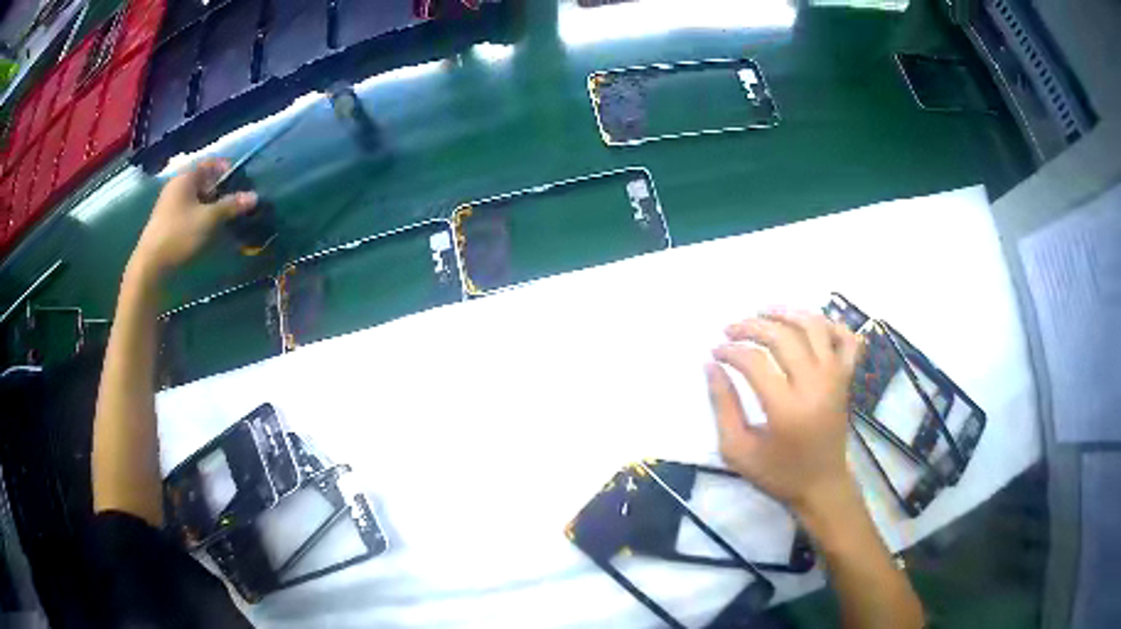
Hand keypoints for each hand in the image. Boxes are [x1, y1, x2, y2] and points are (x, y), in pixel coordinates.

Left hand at [130, 159, 256, 277]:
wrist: (151, 264)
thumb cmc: (179, 234)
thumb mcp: (209, 219)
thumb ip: (231, 206)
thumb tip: (254, 196)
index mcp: (186, 177)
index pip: (210, 163)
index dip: (227, 169)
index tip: (242, 180)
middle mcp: (177, 186)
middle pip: (203, 180)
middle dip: (220, 189)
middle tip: (236, 200)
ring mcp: (170, 204)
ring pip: (196, 197)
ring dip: (211, 204)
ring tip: (225, 216)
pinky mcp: (167, 221)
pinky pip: (189, 210)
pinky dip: (201, 214)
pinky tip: (208, 227)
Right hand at [706, 310, 862, 513]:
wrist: (822, 485)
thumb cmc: (778, 473)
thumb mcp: (738, 450)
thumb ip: (723, 406)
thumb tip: (711, 365)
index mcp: (787, 409)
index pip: (755, 361)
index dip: (731, 350)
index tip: (715, 351)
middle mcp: (815, 385)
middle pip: (783, 336)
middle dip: (751, 326)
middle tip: (730, 329)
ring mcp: (836, 378)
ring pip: (815, 327)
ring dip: (787, 313)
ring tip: (764, 312)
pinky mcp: (847, 378)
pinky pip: (846, 338)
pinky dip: (830, 324)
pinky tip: (809, 326)